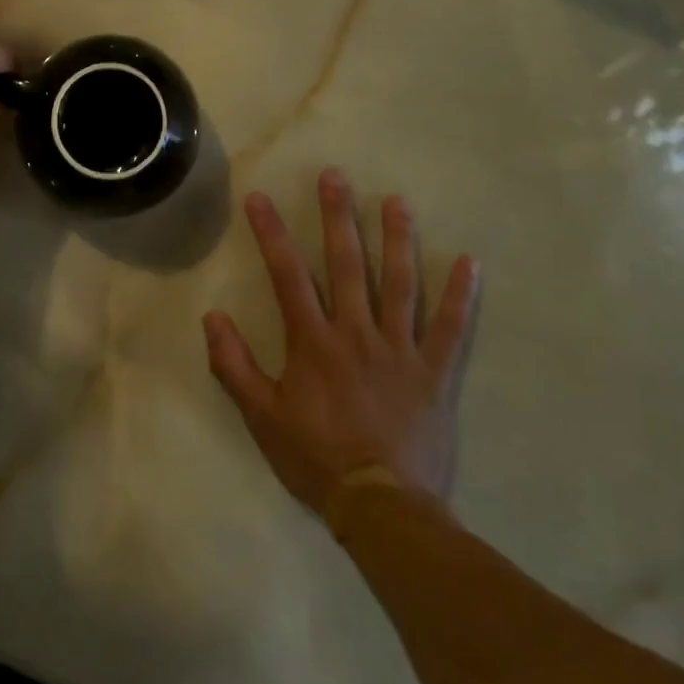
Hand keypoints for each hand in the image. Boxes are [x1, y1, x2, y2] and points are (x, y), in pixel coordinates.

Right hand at [203, 168, 481, 514]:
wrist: (380, 506)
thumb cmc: (314, 457)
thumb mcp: (260, 415)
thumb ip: (233, 364)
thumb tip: (213, 317)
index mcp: (312, 341)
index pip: (288, 274)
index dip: (272, 234)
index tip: (260, 198)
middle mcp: (356, 333)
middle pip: (346, 264)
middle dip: (338, 217)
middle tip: (335, 177)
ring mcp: (400, 350)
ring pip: (400, 284)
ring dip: (398, 240)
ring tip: (396, 201)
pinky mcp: (435, 373)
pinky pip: (452, 330)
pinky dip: (461, 297)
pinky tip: (471, 262)